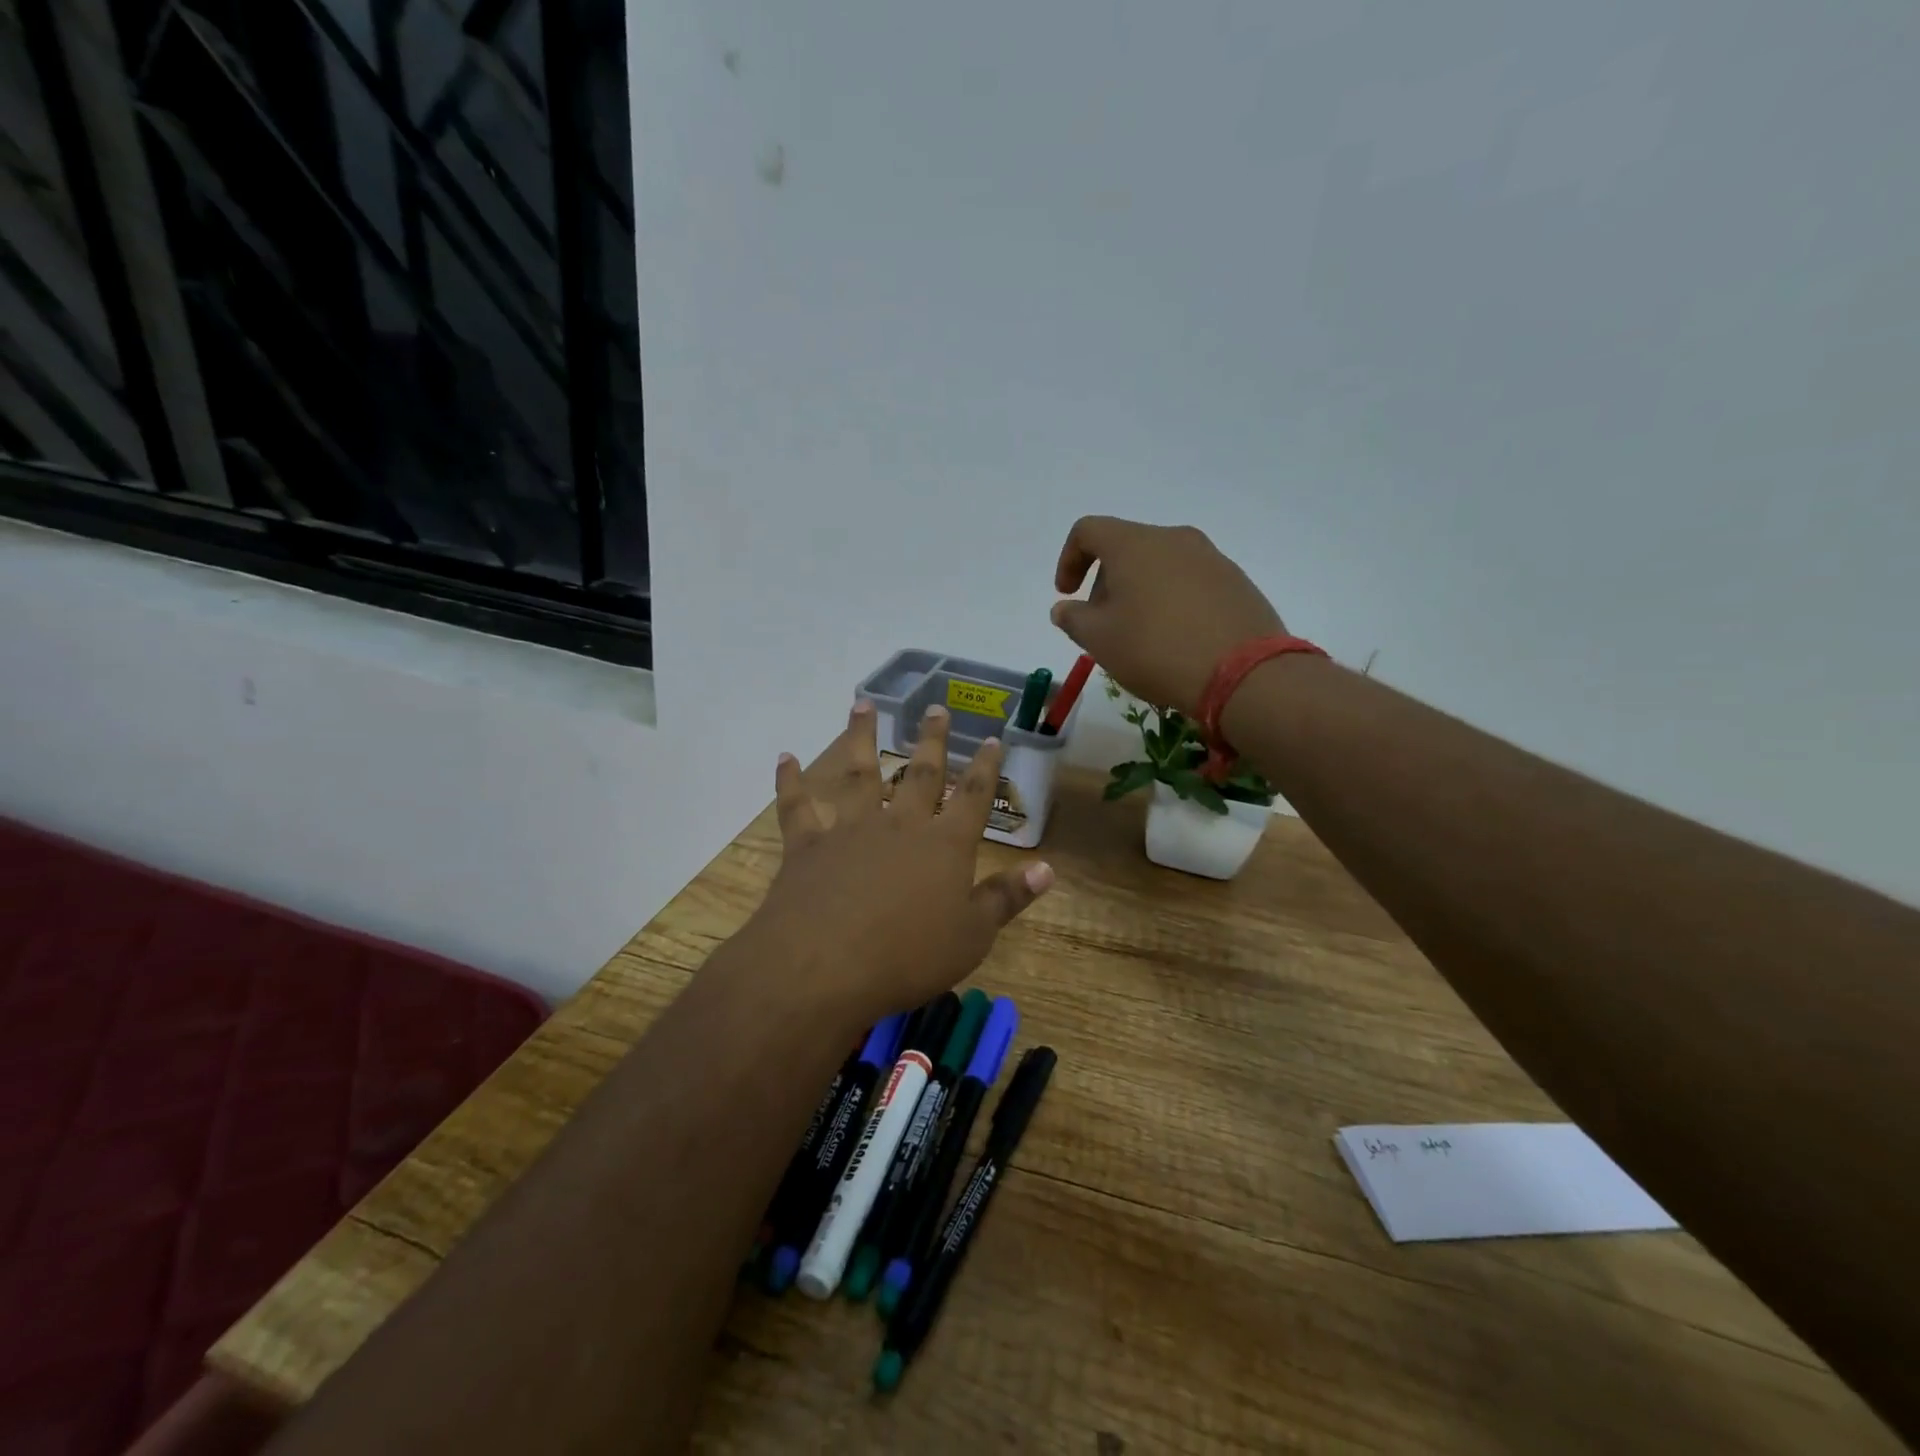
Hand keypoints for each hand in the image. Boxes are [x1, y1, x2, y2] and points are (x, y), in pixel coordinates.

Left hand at [744, 700, 1053, 1024]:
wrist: (825, 966)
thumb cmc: (908, 956)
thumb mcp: (972, 936)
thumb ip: (1006, 898)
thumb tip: (1048, 868)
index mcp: (944, 846)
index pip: (973, 798)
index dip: (986, 768)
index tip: (992, 739)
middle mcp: (900, 825)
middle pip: (920, 773)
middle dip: (932, 740)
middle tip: (935, 708)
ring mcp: (851, 830)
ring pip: (859, 774)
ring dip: (860, 737)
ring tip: (863, 704)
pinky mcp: (808, 845)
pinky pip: (797, 806)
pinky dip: (790, 781)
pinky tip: (785, 758)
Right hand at [1051, 516, 1285, 717]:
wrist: (1243, 673)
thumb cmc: (1156, 649)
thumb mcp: (1099, 640)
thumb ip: (1073, 619)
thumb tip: (1065, 609)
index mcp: (1134, 544)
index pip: (1088, 531)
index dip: (1068, 560)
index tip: (1067, 595)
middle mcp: (1174, 539)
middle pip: (1126, 548)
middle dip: (1105, 583)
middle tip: (1103, 626)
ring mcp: (1211, 558)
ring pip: (1160, 565)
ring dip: (1139, 592)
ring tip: (1139, 636)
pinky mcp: (1236, 581)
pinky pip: (1190, 582)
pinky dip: (1171, 601)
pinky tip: (1175, 639)